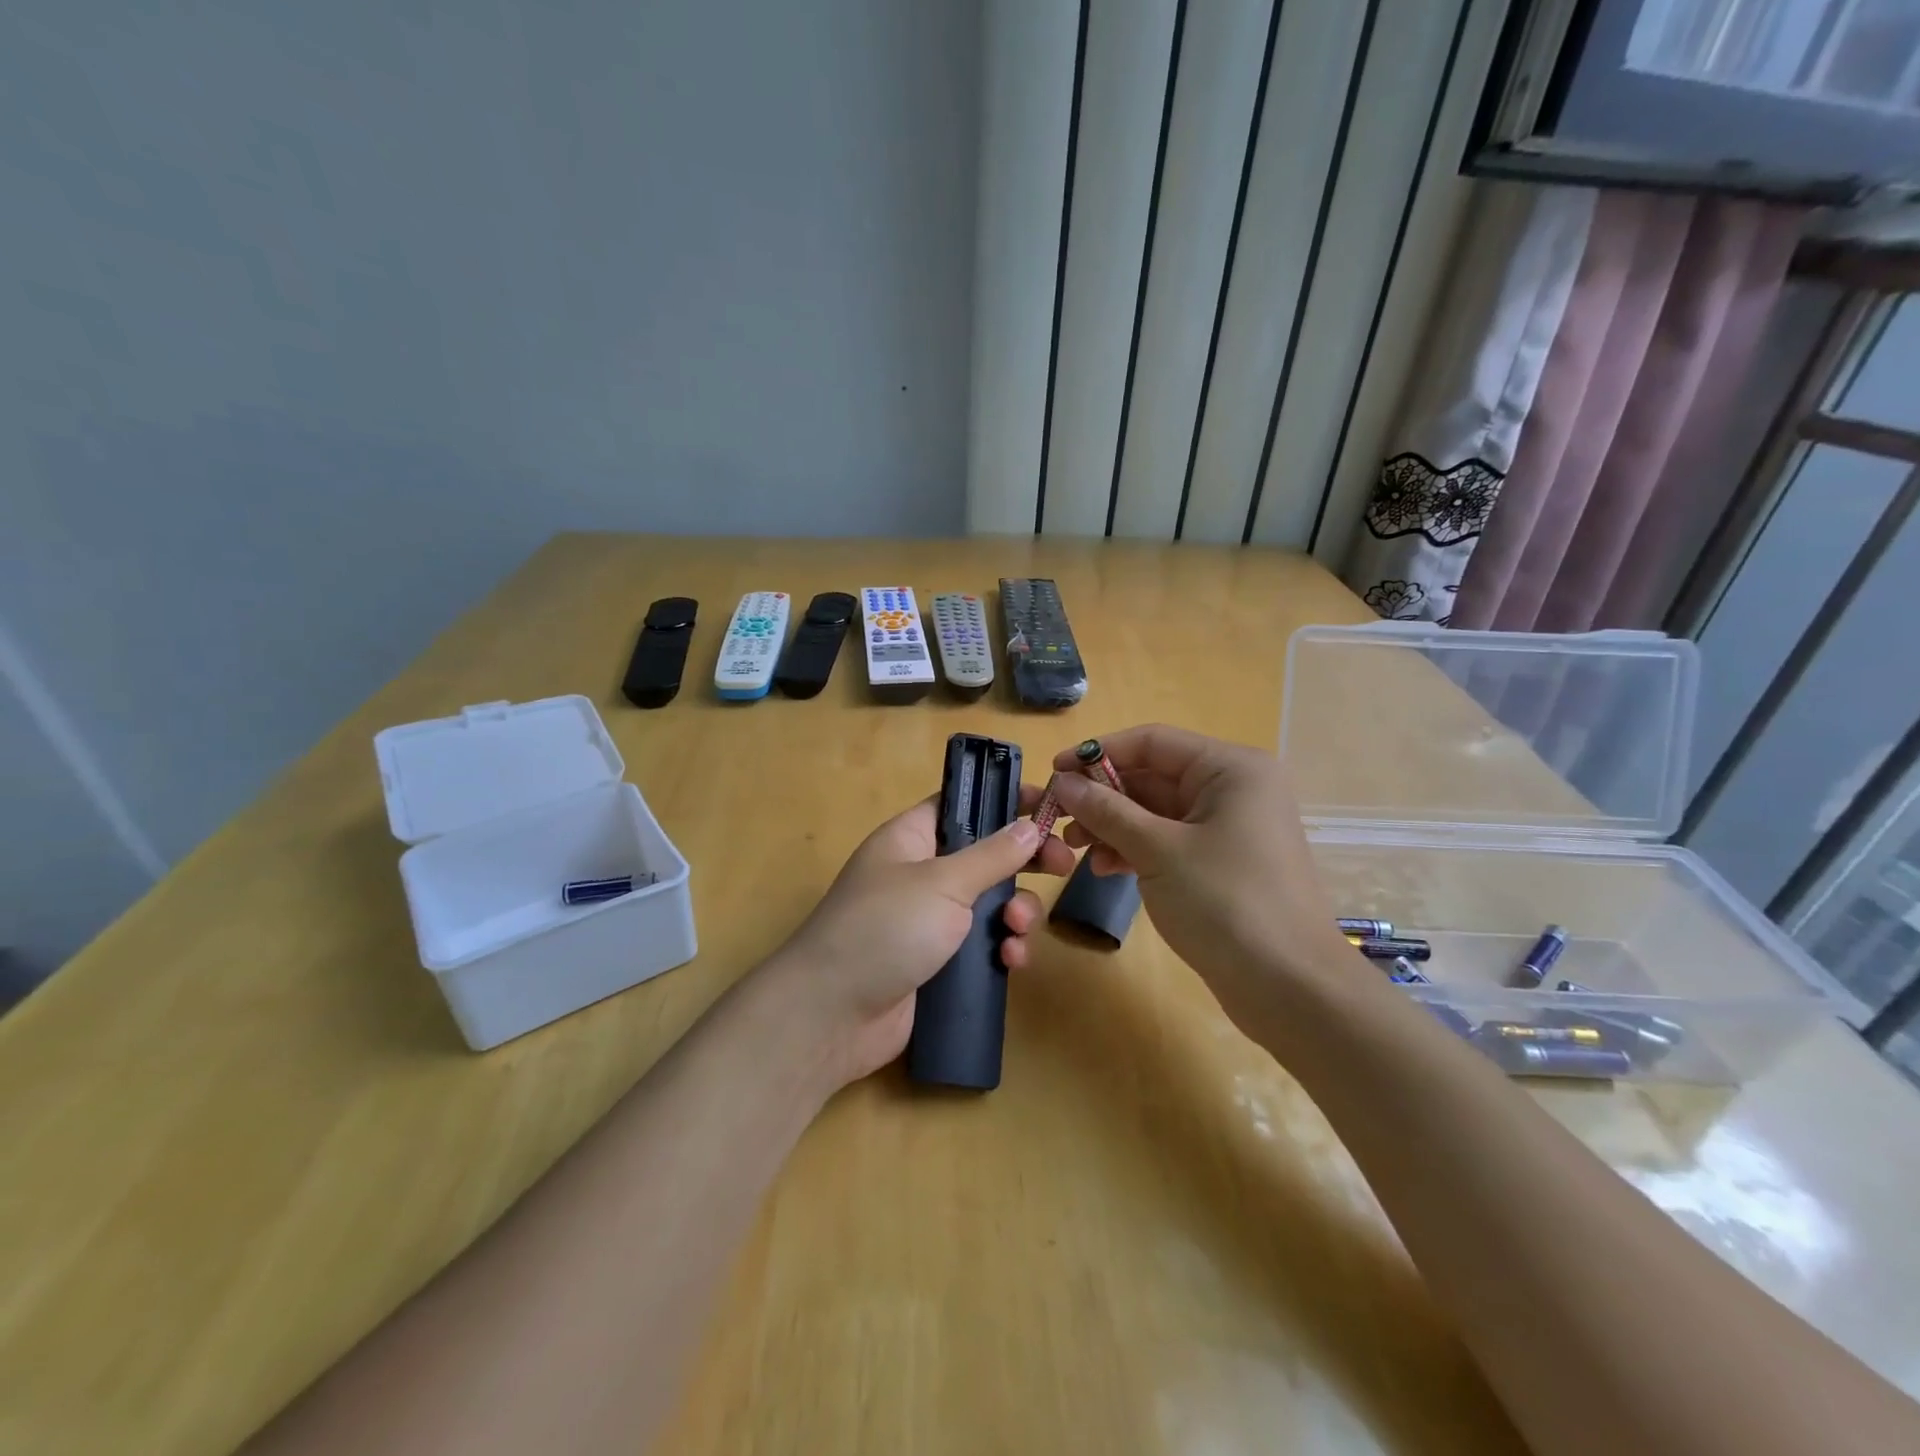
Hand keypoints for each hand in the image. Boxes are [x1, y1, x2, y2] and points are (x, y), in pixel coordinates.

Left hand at [758, 788, 1076, 1090]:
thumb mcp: (942, 884)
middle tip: (1063, 864)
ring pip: (991, 903)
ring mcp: (931, 920)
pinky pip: (984, 946)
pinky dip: (1002, 948)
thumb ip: (991, 855)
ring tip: (1017, 927)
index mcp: (912, 838)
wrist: (831, 1017)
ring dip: (1015, 911)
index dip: (1003, 799)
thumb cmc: (883, 929)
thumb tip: (1029, 826)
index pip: (963, 803)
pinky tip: (1011, 962)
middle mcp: (922, 874)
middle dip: (1024, 861)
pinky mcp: (940, 963)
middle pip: (985, 854)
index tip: (1048, 805)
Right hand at [1048, 725, 1354, 1030]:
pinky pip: (1167, 841)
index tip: (1054, 772)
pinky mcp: (1220, 862)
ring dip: (1113, 826)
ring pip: (1156, 812)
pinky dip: (1134, 849)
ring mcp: (1228, 827)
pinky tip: (1103, 868)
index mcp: (1229, 769)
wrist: (1290, 987)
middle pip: (1152, 776)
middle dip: (1102, 797)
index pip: (1152, 742)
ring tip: (1075, 850)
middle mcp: (1232, 788)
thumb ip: (1107, 811)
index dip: (1099, 752)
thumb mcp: (1158, 851)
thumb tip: (1063, 782)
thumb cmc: (1226, 903)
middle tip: (1058, 819)